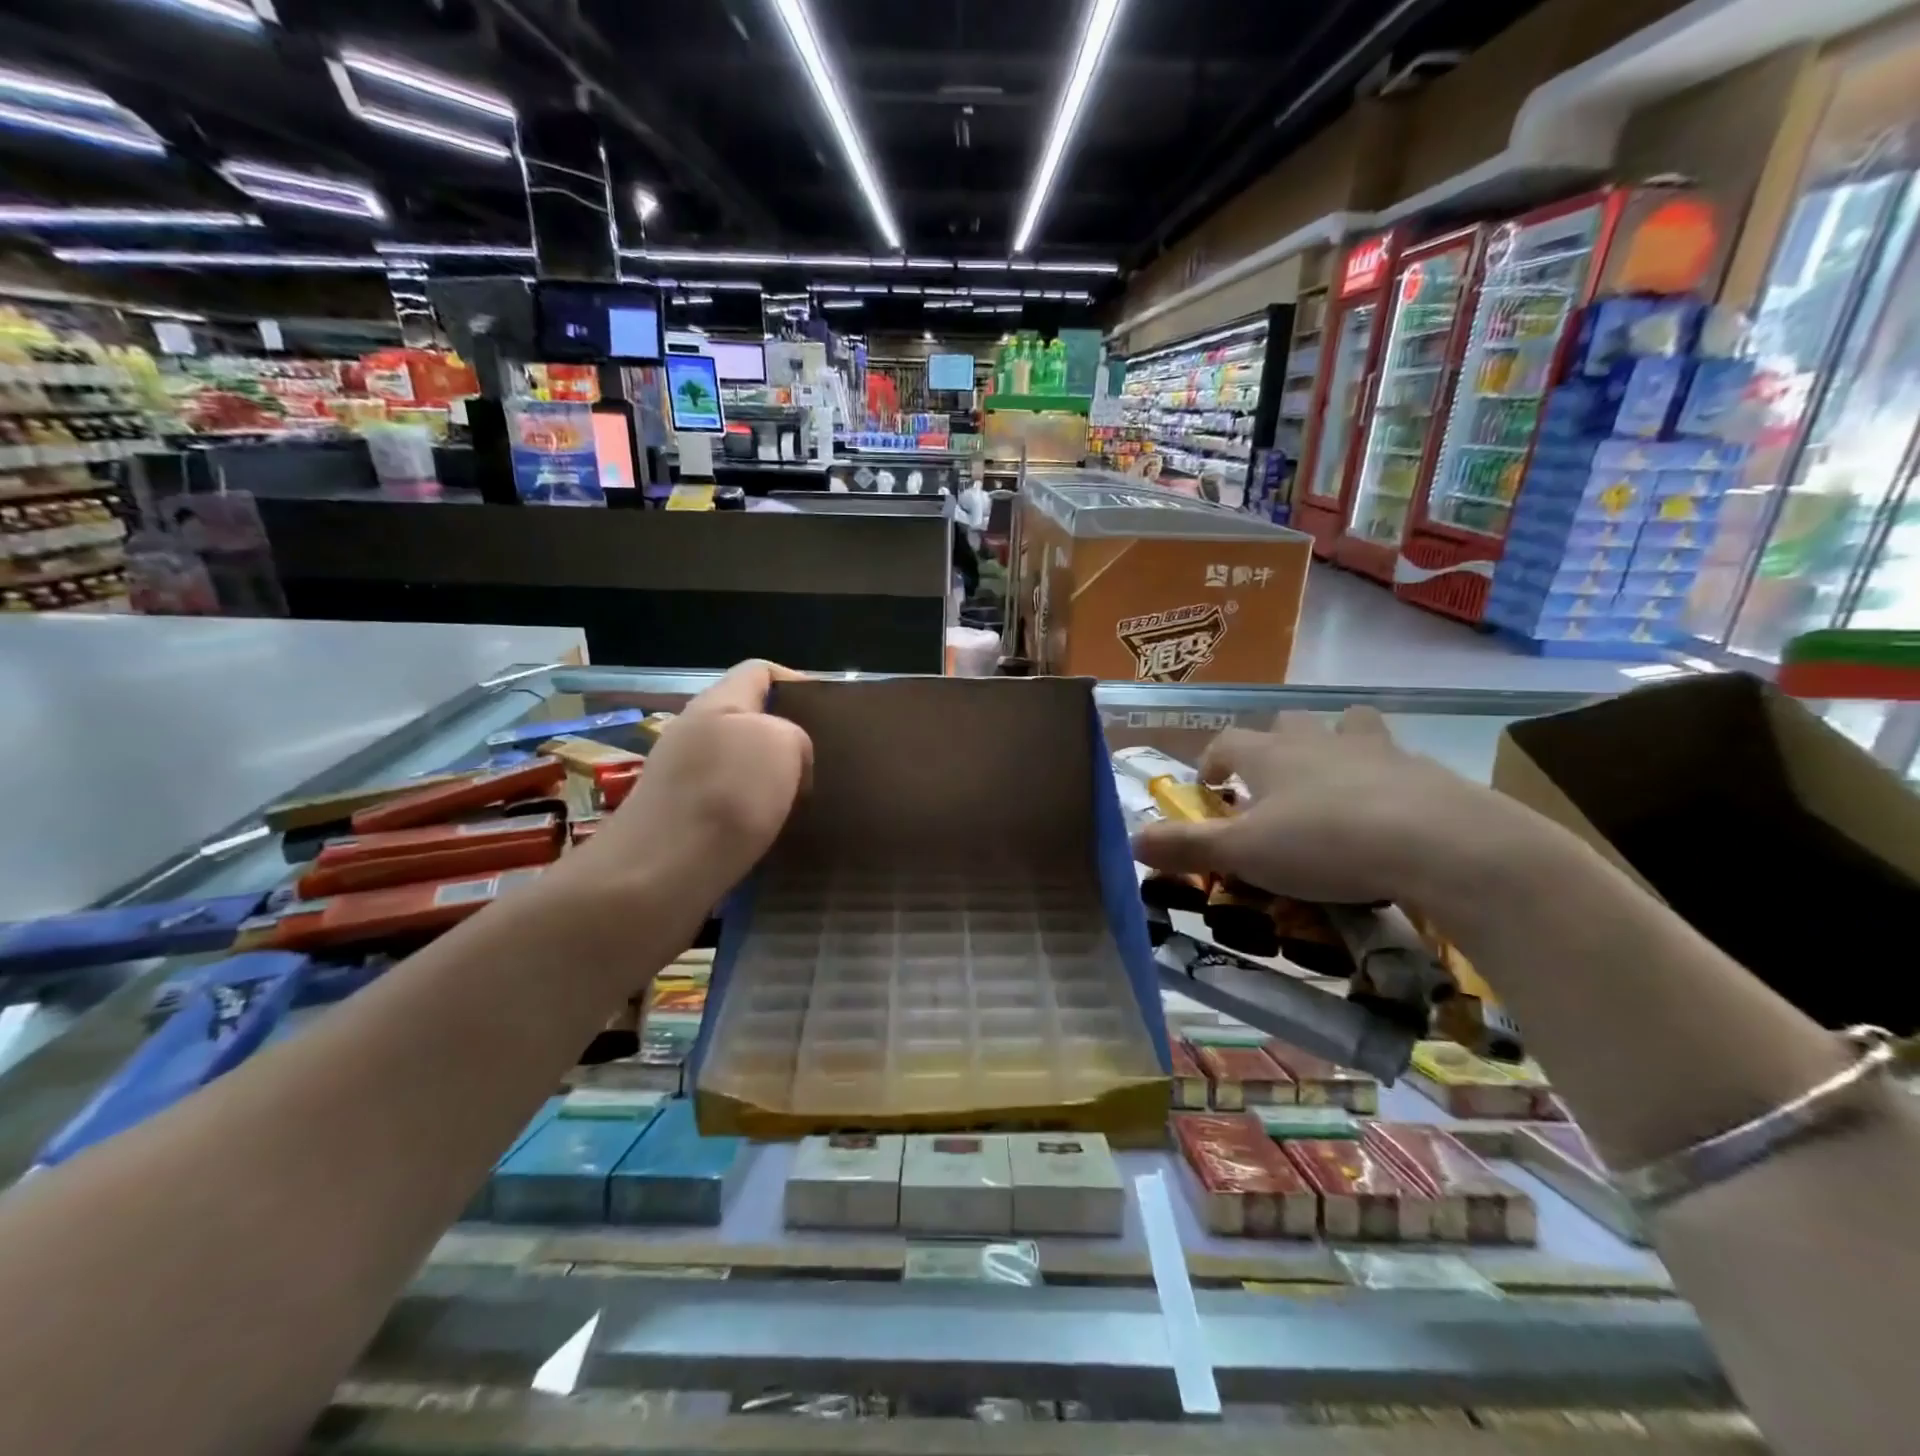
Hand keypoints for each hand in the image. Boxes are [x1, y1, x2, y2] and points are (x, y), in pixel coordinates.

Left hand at [573, 661, 812, 900]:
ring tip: (809, 804)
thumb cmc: (724, 797)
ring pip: (740, 766)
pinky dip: (754, 817)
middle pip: (750, 720)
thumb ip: (794, 735)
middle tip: (828, 764)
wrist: (656, 879)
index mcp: (716, 704)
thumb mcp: (781, 743)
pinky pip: (727, 806)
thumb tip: (787, 763)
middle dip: (789, 739)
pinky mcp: (678, 823)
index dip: (798, 683)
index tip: (833, 715)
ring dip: (774, 782)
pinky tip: (776, 836)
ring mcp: (681, 780)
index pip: (760, 671)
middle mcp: (694, 734)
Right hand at [1130, 708, 1526, 907]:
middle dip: (1271, 747)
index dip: (1211, 762)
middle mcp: (1318, 742)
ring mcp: (1376, 751)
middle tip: (1270, 786)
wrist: (1440, 844)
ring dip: (1333, 744)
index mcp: (1270, 756)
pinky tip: (1391, 814)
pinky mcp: (1424, 772)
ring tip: (1334, 779)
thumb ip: (1186, 846)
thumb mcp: (1243, 853)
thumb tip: (1132, 840)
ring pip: (1347, 726)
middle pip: (1286, 724)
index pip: (1226, 742)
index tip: (1209, 788)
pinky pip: (1396, 762)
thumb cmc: (1325, 843)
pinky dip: (1385, 778)